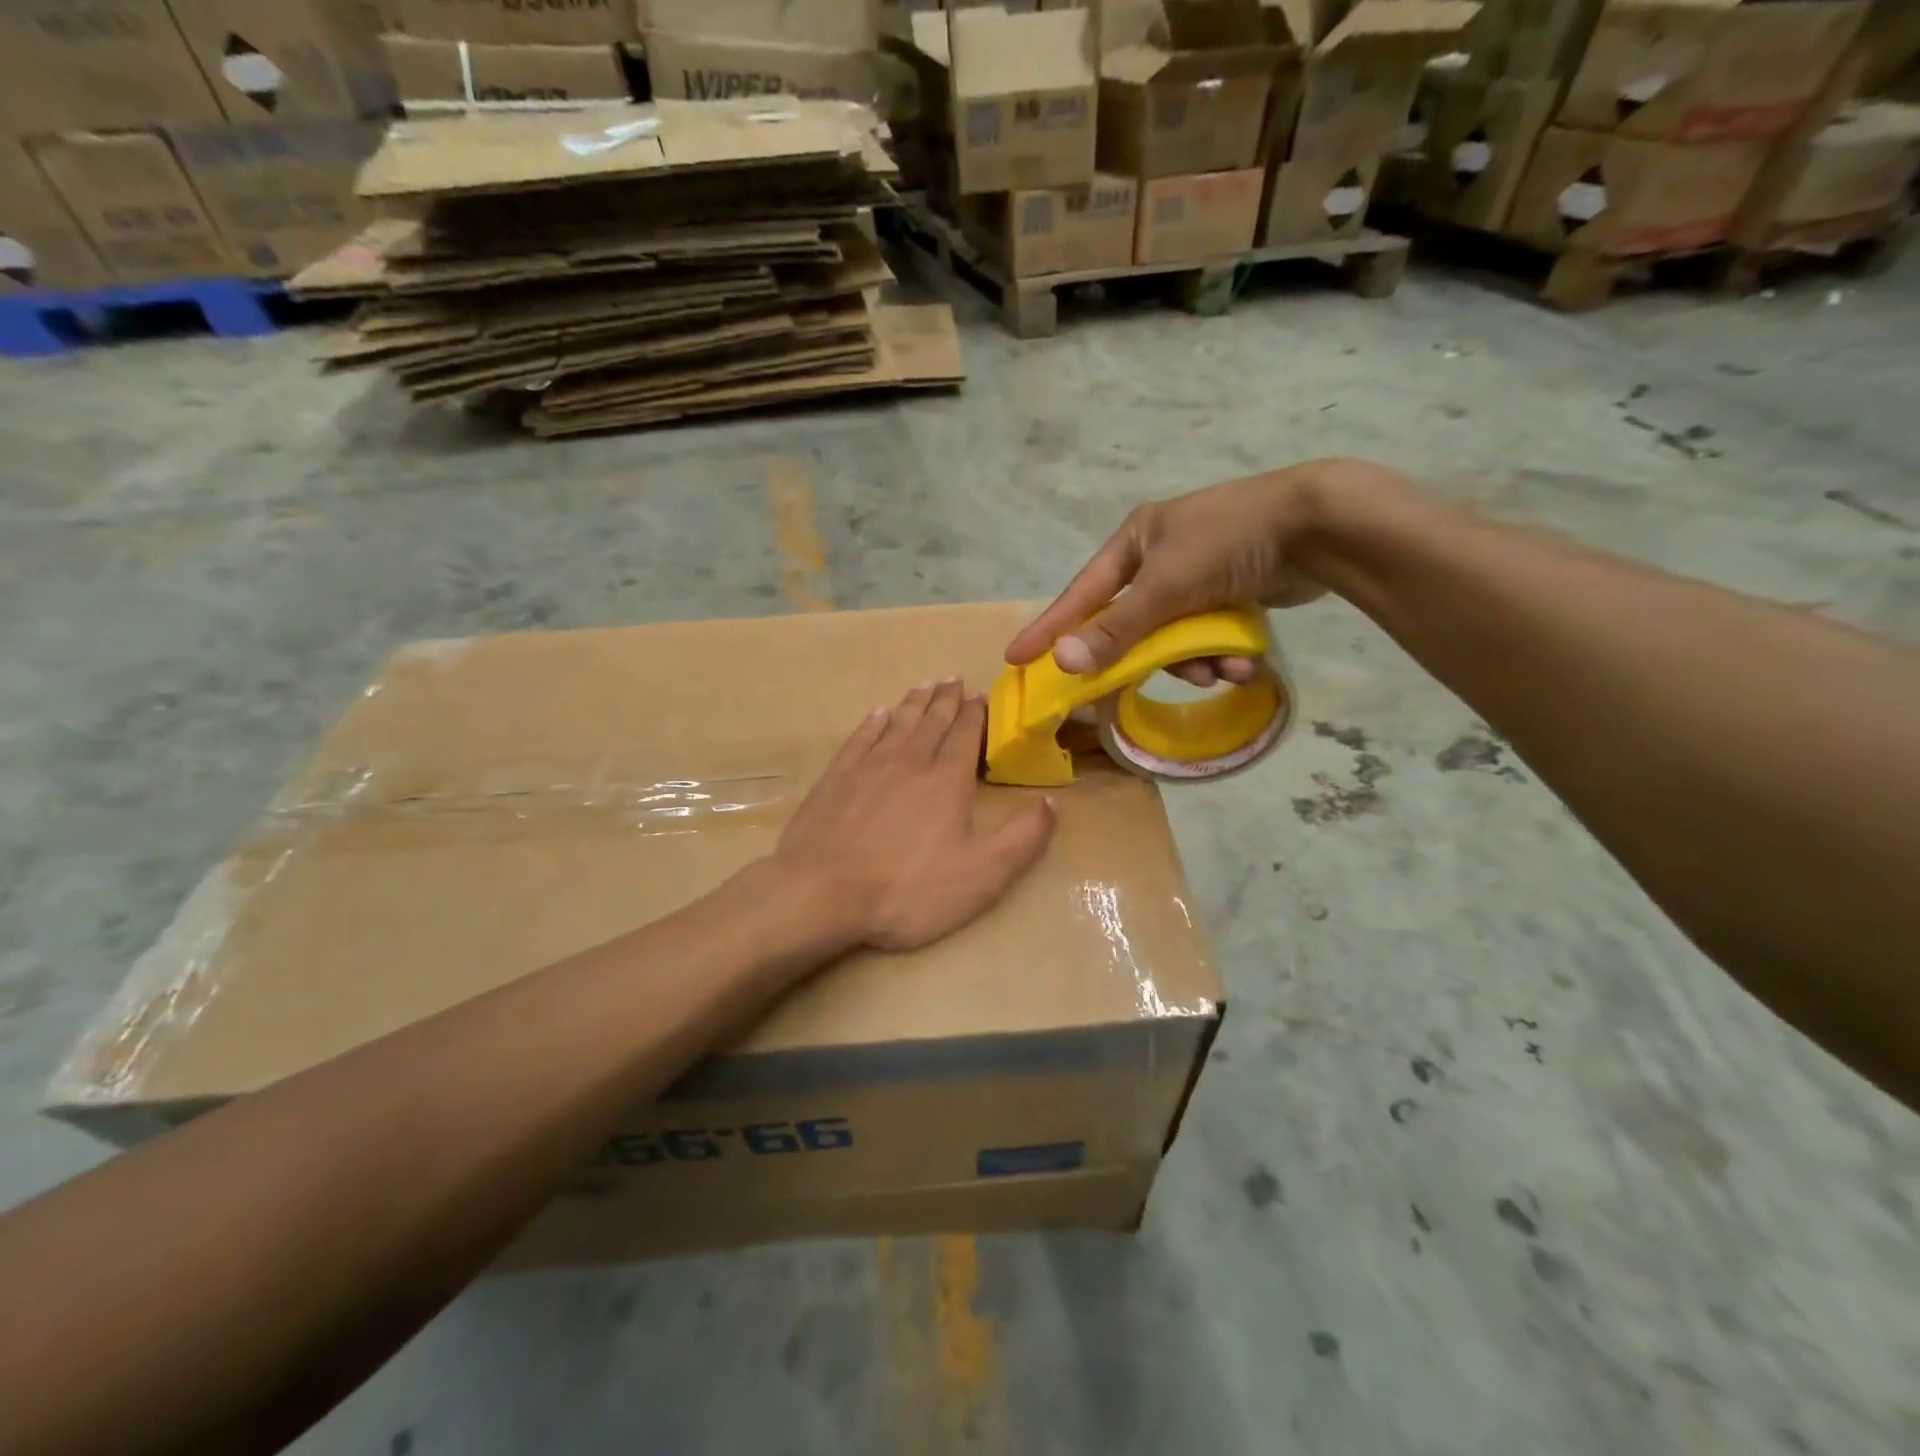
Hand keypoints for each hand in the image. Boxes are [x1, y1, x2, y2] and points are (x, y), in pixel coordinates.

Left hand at [775, 680, 1056, 951]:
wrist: (822, 893)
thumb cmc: (907, 890)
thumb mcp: (981, 876)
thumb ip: (1022, 839)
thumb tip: (1052, 802)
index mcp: (947, 782)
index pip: (966, 736)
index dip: (976, 715)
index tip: (981, 695)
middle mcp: (910, 762)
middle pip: (932, 722)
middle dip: (947, 700)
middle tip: (955, 679)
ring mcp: (868, 767)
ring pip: (897, 723)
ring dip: (914, 702)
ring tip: (926, 685)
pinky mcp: (836, 778)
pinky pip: (860, 738)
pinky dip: (873, 722)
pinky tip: (878, 714)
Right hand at [1005, 460, 1415, 684]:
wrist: (1320, 525)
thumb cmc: (1230, 543)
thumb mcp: (1167, 587)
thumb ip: (1116, 629)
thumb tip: (1063, 663)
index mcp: (1135, 542)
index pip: (1080, 594)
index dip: (1050, 628)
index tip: (1017, 658)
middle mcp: (1160, 557)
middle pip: (1130, 623)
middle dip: (1145, 655)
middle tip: (1125, 691)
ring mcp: (1197, 576)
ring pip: (1173, 637)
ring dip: (1194, 661)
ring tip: (1219, 670)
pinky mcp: (1230, 593)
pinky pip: (1207, 635)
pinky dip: (1220, 653)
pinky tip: (1243, 662)